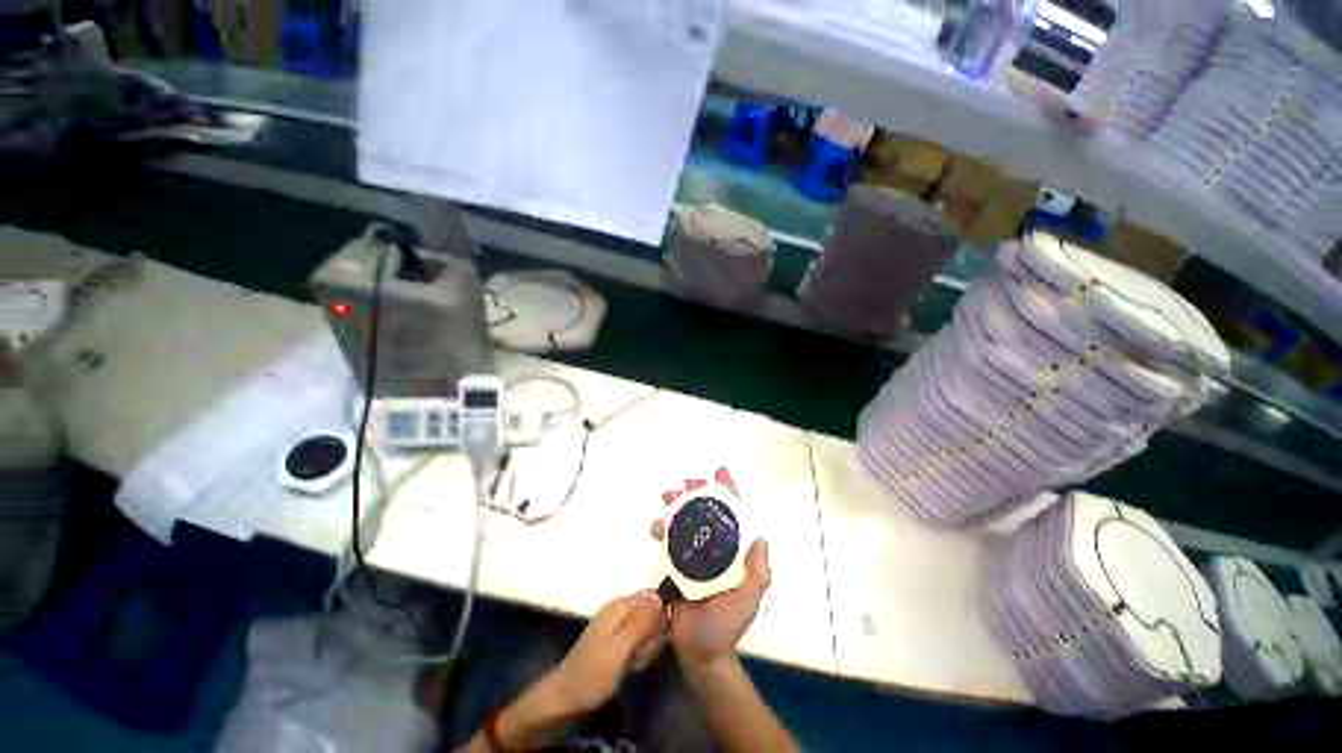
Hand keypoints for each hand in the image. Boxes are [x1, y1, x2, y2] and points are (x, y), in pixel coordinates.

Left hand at [545, 590, 668, 715]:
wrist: (566, 699)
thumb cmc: (592, 674)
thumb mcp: (619, 649)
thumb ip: (640, 622)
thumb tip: (660, 596)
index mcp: (621, 605)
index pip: (654, 596)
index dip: (663, 615)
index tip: (660, 637)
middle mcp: (622, 609)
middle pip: (654, 613)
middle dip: (654, 635)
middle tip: (642, 653)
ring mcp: (621, 625)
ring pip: (650, 630)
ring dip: (649, 647)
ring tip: (635, 662)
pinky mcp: (621, 641)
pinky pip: (643, 642)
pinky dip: (642, 655)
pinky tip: (633, 666)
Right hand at [652, 471, 771, 668]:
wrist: (698, 652)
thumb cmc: (726, 624)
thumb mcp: (748, 601)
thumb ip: (757, 574)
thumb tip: (761, 538)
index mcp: (734, 551)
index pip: (734, 514)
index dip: (728, 491)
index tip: (719, 472)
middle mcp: (715, 546)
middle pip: (706, 510)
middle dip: (697, 492)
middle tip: (687, 485)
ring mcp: (694, 553)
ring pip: (685, 519)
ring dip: (676, 504)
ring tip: (668, 497)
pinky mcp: (674, 563)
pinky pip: (668, 540)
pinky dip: (661, 528)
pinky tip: (656, 526)